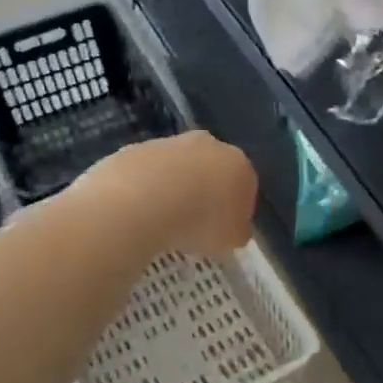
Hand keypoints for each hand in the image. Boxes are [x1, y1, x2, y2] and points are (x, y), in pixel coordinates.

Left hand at [83, 131, 257, 257]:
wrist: (142, 203)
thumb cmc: (199, 223)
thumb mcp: (232, 239)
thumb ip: (238, 230)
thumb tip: (235, 228)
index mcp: (238, 164)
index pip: (245, 185)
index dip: (236, 208)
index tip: (224, 229)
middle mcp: (208, 145)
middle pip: (211, 168)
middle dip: (205, 190)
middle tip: (195, 222)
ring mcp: (169, 143)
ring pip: (177, 167)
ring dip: (174, 187)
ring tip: (162, 219)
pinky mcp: (136, 148)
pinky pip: (147, 172)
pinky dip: (146, 187)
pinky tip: (139, 210)